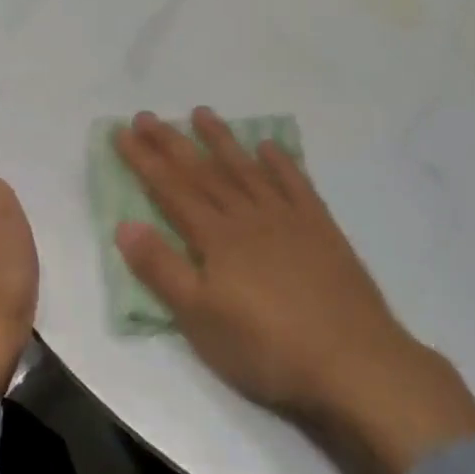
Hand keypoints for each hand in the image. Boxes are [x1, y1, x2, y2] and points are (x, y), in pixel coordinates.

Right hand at [113, 109, 474, 473]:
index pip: (171, 190)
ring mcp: (288, 218)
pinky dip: (281, 162)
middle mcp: (249, 216)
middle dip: (172, 142)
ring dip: (222, 140)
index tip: (123, 132)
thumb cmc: (266, 347)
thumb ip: (162, 269)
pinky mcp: (321, 228)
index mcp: (217, 238)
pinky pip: (296, 183)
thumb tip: (124, 223)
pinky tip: (269, 146)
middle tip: (147, 115)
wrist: (351, 360)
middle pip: (204, 172)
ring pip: (247, 169)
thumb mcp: (200, 319)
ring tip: (202, 113)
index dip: (145, 160)